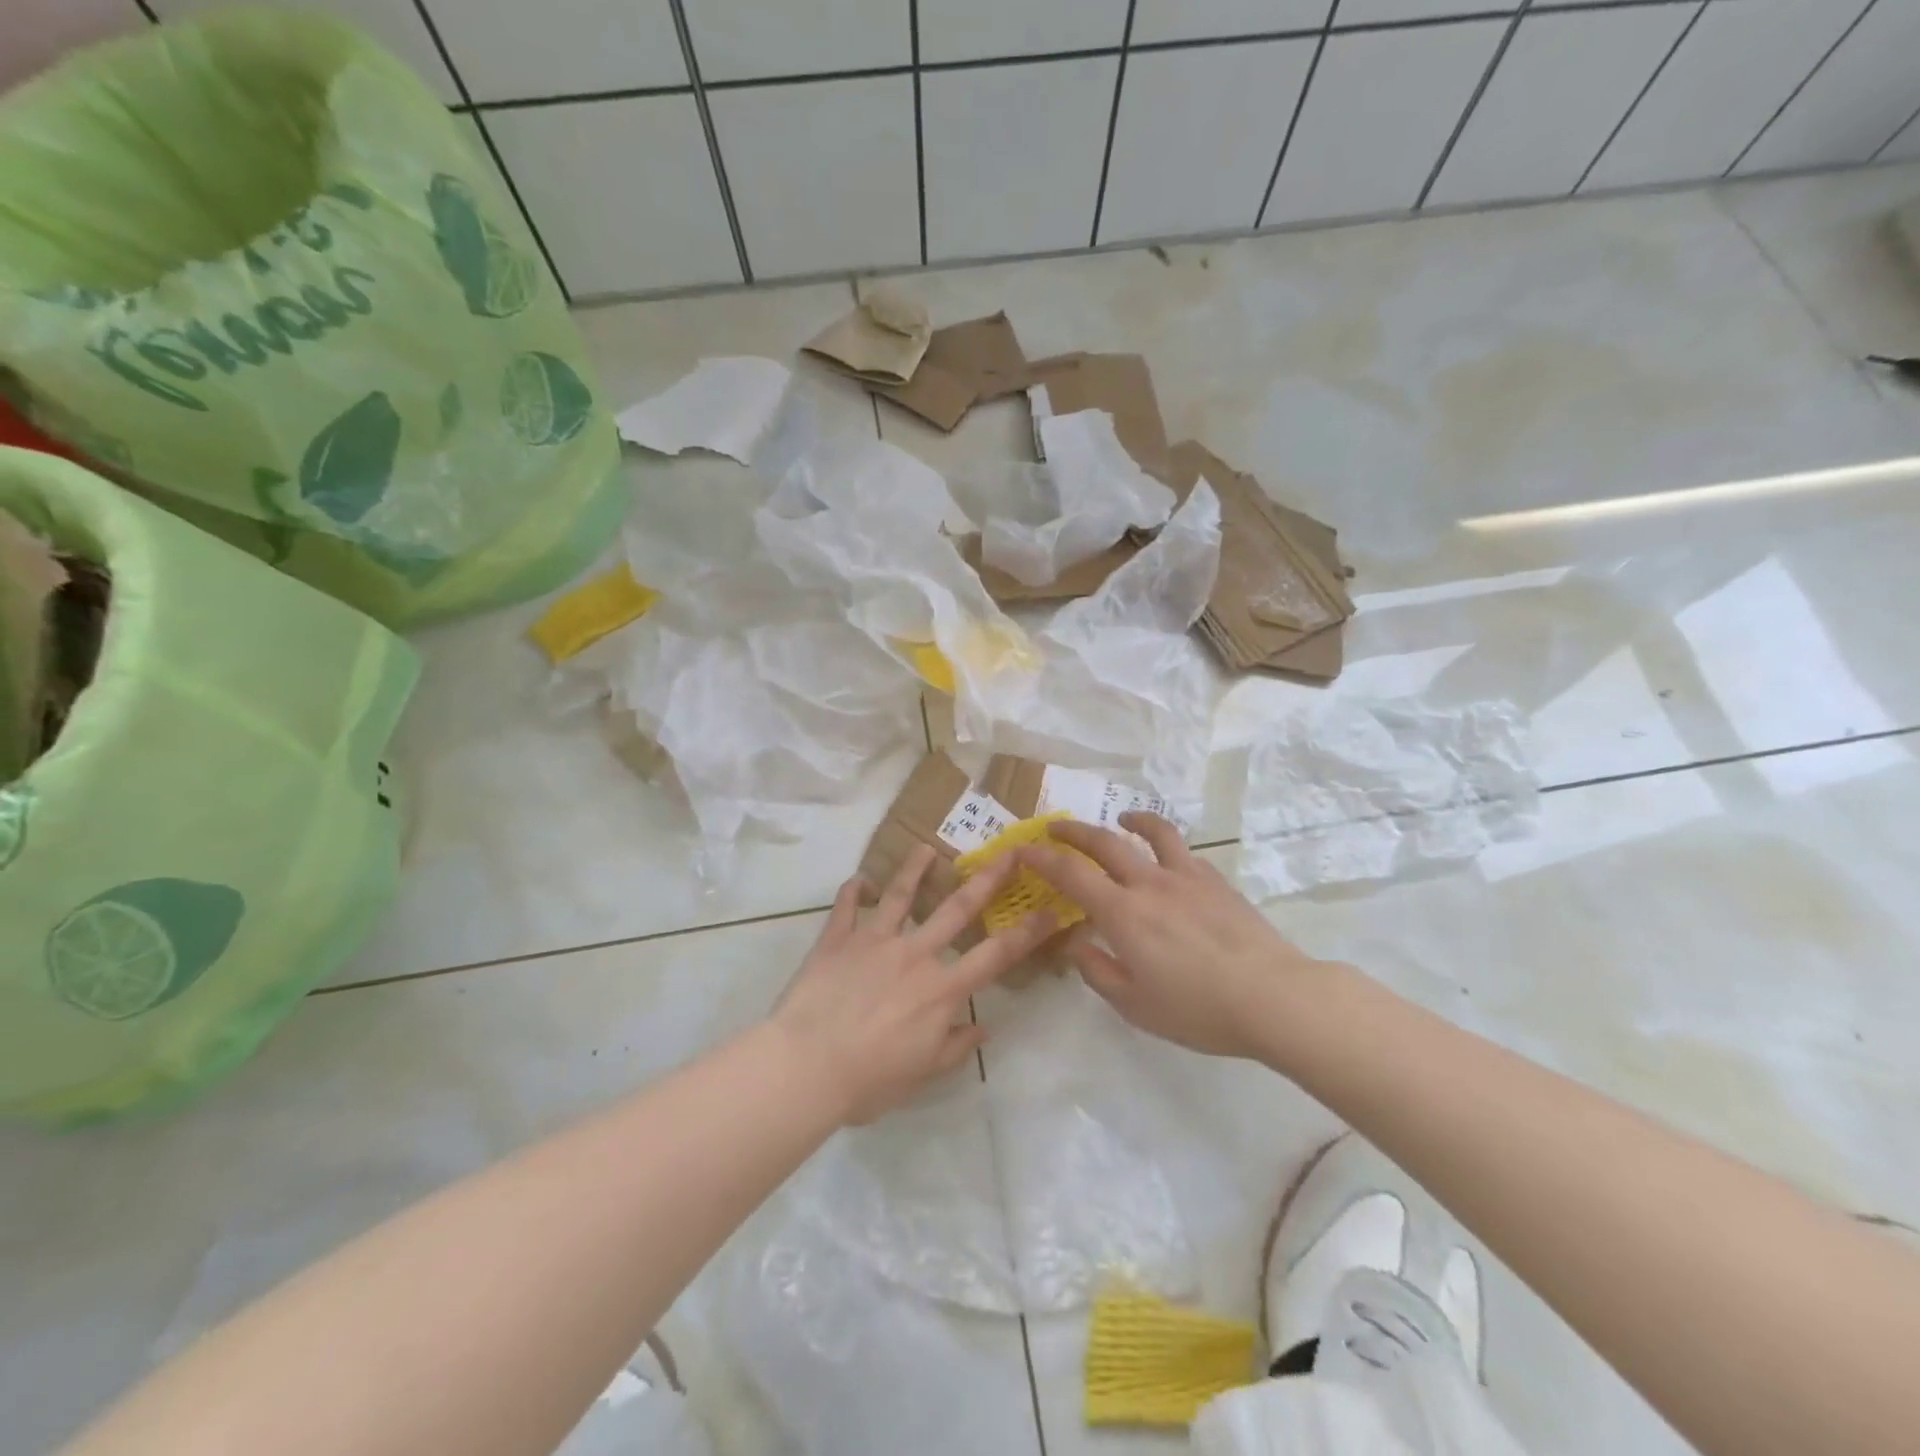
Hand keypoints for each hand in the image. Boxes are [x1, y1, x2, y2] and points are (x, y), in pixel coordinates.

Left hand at [771, 844, 1055, 1123]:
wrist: (806, 1066)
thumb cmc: (868, 1080)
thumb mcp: (921, 1074)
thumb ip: (955, 1047)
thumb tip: (984, 1028)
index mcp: (940, 989)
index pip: (995, 956)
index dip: (1027, 933)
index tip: (1050, 910)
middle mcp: (914, 954)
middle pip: (956, 909)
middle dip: (986, 880)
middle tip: (1007, 853)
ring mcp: (874, 941)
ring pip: (900, 895)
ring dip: (915, 869)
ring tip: (927, 848)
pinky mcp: (837, 939)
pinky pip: (846, 907)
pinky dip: (853, 891)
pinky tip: (860, 879)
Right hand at [1017, 814, 1331, 1059]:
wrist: (1272, 996)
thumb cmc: (1197, 1008)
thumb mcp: (1135, 1005)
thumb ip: (1098, 972)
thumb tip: (1079, 945)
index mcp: (1122, 913)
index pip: (1071, 874)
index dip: (1042, 858)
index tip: (1023, 849)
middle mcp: (1149, 883)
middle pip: (1104, 843)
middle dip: (1074, 832)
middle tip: (1055, 827)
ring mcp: (1187, 877)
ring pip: (1153, 834)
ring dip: (1131, 822)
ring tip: (1123, 819)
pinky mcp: (1217, 882)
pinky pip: (1184, 853)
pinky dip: (1166, 846)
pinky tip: (1170, 861)